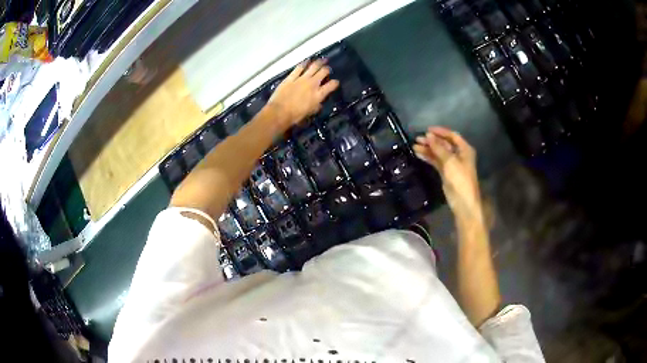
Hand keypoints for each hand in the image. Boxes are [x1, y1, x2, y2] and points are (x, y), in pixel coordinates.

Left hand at [268, 59, 339, 126]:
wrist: (279, 112)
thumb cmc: (295, 116)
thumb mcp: (310, 113)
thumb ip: (316, 106)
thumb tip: (319, 103)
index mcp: (319, 94)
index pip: (332, 85)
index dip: (335, 83)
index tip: (335, 82)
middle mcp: (313, 84)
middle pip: (323, 72)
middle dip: (327, 69)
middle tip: (327, 69)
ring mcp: (302, 78)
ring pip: (313, 66)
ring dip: (319, 62)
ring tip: (322, 60)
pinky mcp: (291, 77)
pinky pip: (299, 67)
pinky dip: (304, 63)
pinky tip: (307, 61)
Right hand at [413, 127, 482, 219]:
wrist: (463, 201)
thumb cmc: (460, 178)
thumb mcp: (450, 161)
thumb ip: (438, 147)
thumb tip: (428, 135)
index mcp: (464, 149)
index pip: (452, 135)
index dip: (440, 131)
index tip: (427, 130)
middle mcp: (458, 154)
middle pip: (444, 144)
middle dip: (431, 140)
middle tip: (418, 139)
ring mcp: (452, 164)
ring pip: (438, 153)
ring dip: (428, 149)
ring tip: (414, 146)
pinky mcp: (445, 172)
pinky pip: (436, 161)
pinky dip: (428, 157)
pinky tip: (419, 154)